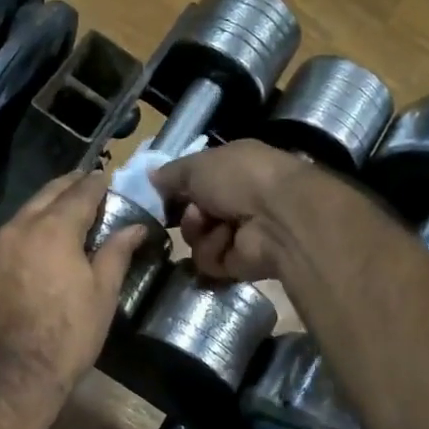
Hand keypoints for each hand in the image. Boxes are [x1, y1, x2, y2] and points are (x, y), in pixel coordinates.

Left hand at [0, 170, 147, 399]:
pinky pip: (9, 234)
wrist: (13, 374)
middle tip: (87, 184)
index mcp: (54, 229)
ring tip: (65, 210)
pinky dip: (27, 227)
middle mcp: (19, 227)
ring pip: (24, 212)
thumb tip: (136, 227)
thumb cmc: (68, 334)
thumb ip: (117, 252)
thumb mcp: (102, 294)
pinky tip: (38, 240)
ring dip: (46, 205)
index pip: (80, 193)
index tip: (107, 177)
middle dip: (69, 186)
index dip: (96, 183)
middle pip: (47, 194)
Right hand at [151, 140, 313, 281]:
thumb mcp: (198, 165)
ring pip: (197, 239)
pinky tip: (230, 242)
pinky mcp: (240, 263)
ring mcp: (240, 233)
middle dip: (188, 213)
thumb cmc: (240, 178)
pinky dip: (215, 251)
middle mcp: (238, 200)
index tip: (161, 193)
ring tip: (216, 225)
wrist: (278, 217)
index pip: (197, 181)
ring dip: (200, 232)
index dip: (178, 188)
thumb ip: (172, 173)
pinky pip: (209, 260)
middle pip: (193, 213)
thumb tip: (151, 176)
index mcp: (233, 169)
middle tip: (197, 210)